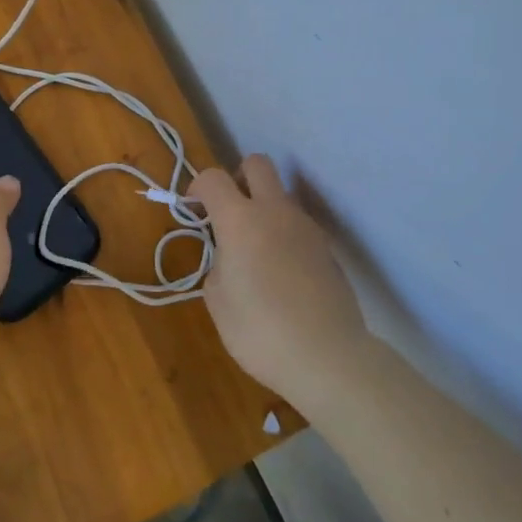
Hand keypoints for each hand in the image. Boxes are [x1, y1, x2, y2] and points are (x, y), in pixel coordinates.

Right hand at [190, 155, 370, 405]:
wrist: (328, 357)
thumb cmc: (260, 331)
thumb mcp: (217, 301)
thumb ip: (218, 265)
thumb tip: (230, 257)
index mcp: (240, 220)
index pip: (213, 178)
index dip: (198, 187)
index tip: (192, 208)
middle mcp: (275, 212)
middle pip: (257, 164)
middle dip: (238, 177)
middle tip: (228, 211)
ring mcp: (306, 227)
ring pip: (281, 196)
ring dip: (264, 209)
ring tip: (255, 253)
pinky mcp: (326, 248)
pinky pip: (298, 226)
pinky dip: (284, 235)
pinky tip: (281, 274)